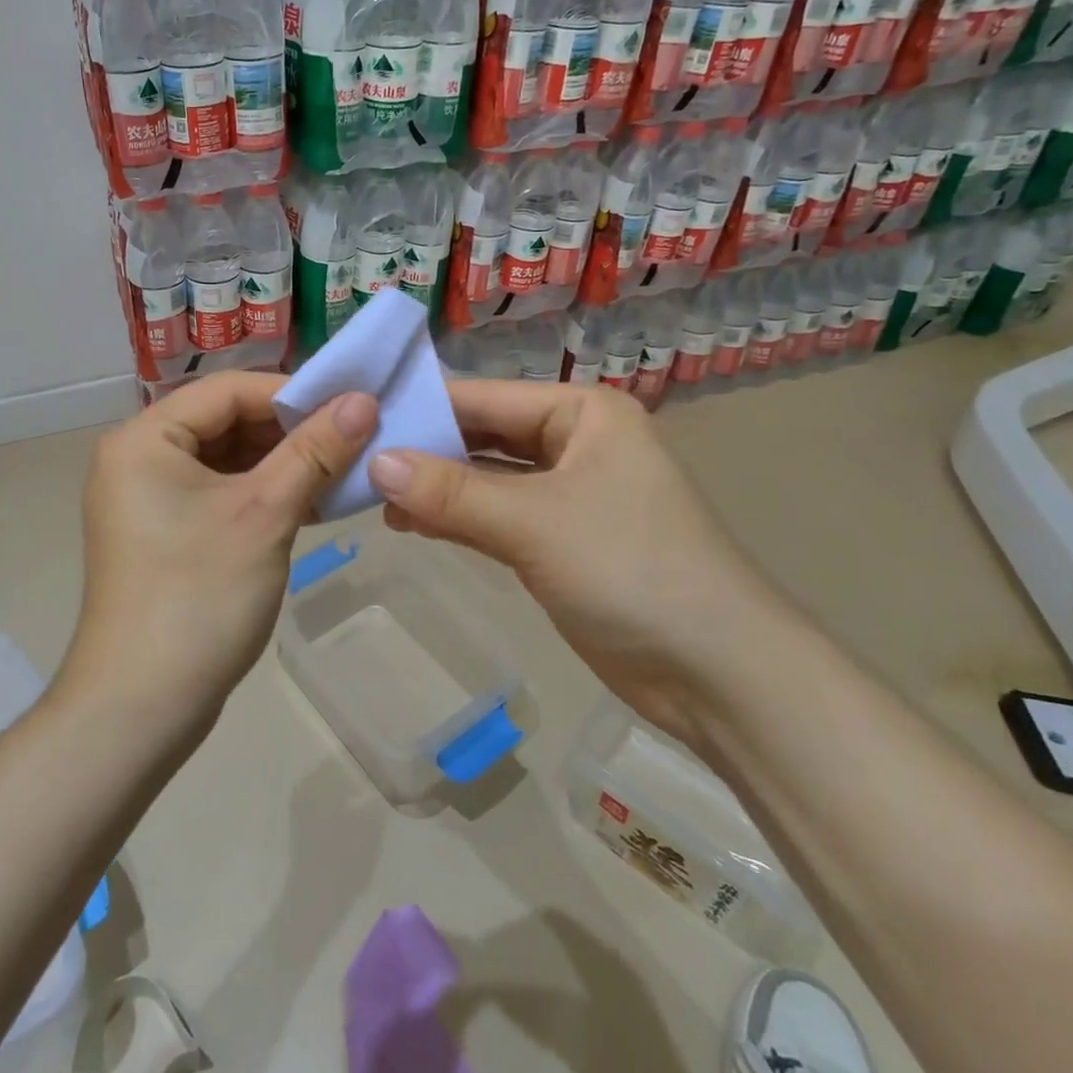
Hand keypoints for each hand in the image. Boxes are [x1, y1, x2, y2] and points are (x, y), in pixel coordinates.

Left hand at [64, 372, 377, 738]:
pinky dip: (263, 494)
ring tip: (342, 470)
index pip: (229, 390)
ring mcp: (149, 498)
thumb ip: (314, 451)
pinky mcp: (165, 533)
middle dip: (291, 431)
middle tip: (354, 439)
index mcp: (145, 438)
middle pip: (227, 421)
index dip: (293, 393)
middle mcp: (140, 457)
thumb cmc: (199, 598)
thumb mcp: (264, 515)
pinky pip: (220, 493)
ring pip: (227, 460)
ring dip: (283, 464)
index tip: (351, 406)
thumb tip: (364, 399)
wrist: (140, 709)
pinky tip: (313, 502)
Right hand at [366, 381, 796, 739]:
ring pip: (484, 479)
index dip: (421, 407)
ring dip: (434, 488)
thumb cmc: (631, 570)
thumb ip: (451, 493)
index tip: (355, 417)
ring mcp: (566, 495)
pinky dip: (455, 519)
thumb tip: (374, 462)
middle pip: (482, 436)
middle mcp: (574, 442)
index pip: (484, 398)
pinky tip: (408, 522)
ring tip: (369, 494)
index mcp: (582, 413)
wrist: (718, 674)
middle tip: (353, 457)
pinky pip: (494, 517)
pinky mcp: (558, 543)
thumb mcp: (534, 523)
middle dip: (424, 450)